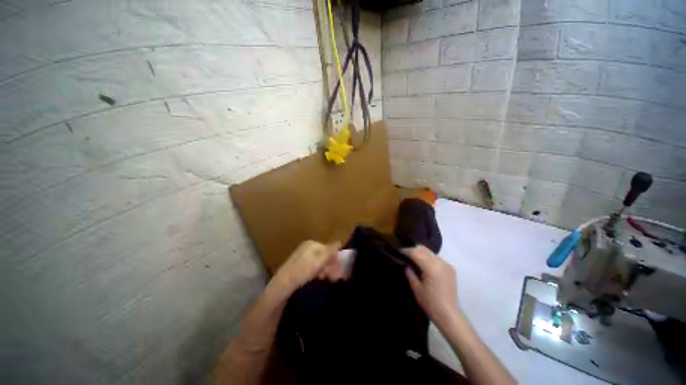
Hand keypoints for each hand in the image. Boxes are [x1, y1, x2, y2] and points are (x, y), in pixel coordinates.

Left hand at [273, 240, 339, 292]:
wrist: (282, 285)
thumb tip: (340, 242)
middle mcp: (307, 247)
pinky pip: (313, 266)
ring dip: (323, 269)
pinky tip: (316, 278)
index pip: (330, 247)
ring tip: (322, 278)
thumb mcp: (318, 261)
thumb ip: (330, 252)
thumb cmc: (302, 271)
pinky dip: (316, 272)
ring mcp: (302, 256)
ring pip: (319, 261)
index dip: (334, 257)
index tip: (336, 268)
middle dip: (329, 264)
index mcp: (312, 243)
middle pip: (325, 254)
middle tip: (329, 275)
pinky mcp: (299, 265)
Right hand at [404, 245, 459, 325]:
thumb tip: (406, 264)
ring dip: (420, 253)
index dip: (406, 251)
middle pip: (423, 249)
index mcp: (432, 268)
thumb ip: (410, 273)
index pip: (416, 253)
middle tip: (404, 253)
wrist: (449, 315)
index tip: (398, 251)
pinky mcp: (450, 268)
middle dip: (413, 250)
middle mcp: (440, 263)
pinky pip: (436, 258)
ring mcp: (447, 265)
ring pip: (430, 252)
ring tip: (412, 258)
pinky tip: (423, 264)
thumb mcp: (416, 288)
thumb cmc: (430, 303)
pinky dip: (428, 257)